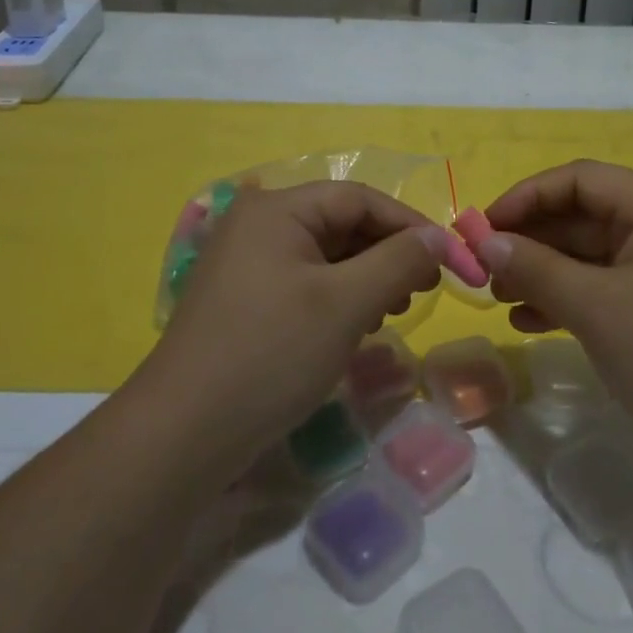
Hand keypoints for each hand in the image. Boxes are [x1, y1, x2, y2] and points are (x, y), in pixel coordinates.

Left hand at [140, 182, 448, 473]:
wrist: (183, 434)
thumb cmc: (271, 354)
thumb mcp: (346, 303)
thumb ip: (399, 261)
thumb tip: (439, 236)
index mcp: (276, 208)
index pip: (359, 198)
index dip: (409, 225)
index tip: (449, 260)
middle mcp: (257, 223)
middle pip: (340, 223)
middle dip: (387, 254)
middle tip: (422, 292)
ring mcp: (246, 262)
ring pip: (325, 255)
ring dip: (366, 277)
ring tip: (391, 312)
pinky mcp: (243, 298)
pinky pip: (304, 281)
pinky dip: (337, 297)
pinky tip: (355, 327)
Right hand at [475, 160, 632, 456]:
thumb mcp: (597, 307)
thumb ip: (536, 269)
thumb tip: (485, 243)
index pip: (581, 180)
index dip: (528, 196)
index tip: (485, 228)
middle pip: (585, 217)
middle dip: (532, 240)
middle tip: (486, 269)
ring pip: (592, 257)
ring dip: (544, 272)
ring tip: (500, 299)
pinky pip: (607, 290)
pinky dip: (569, 300)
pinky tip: (532, 323)